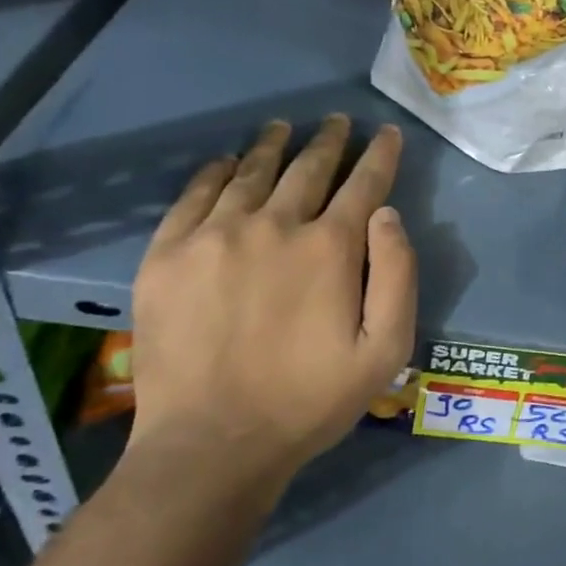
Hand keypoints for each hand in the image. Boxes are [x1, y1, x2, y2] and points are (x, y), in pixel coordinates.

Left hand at [130, 117, 416, 478]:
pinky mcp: (168, 254)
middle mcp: (273, 225)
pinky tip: (225, 162)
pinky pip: (195, 195)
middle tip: (337, 122)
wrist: (212, 443)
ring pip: (250, 172)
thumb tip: (387, 213)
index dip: (380, 155)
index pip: (363, 184)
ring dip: (273, 146)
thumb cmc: (309, 401)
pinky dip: (215, 171)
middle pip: (308, 168)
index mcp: (329, 248)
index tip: (386, 133)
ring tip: (283, 127)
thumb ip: (398, 275)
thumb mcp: (385, 350)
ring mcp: (214, 235)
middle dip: (330, 141)